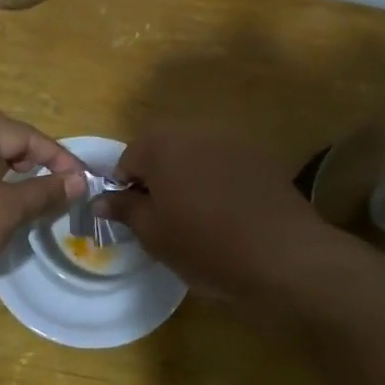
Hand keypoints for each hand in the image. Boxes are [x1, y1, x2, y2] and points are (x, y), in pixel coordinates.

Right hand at [99, 125, 326, 297]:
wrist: (283, 254)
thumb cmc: (206, 245)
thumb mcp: (154, 234)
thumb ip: (124, 210)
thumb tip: (100, 200)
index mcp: (162, 144)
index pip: (127, 159)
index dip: (126, 190)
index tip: (138, 219)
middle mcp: (196, 130)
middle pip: (162, 150)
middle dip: (158, 179)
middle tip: (165, 219)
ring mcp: (232, 140)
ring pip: (195, 155)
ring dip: (188, 178)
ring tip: (198, 217)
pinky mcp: (260, 156)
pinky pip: (224, 164)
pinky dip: (218, 181)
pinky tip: (228, 213)